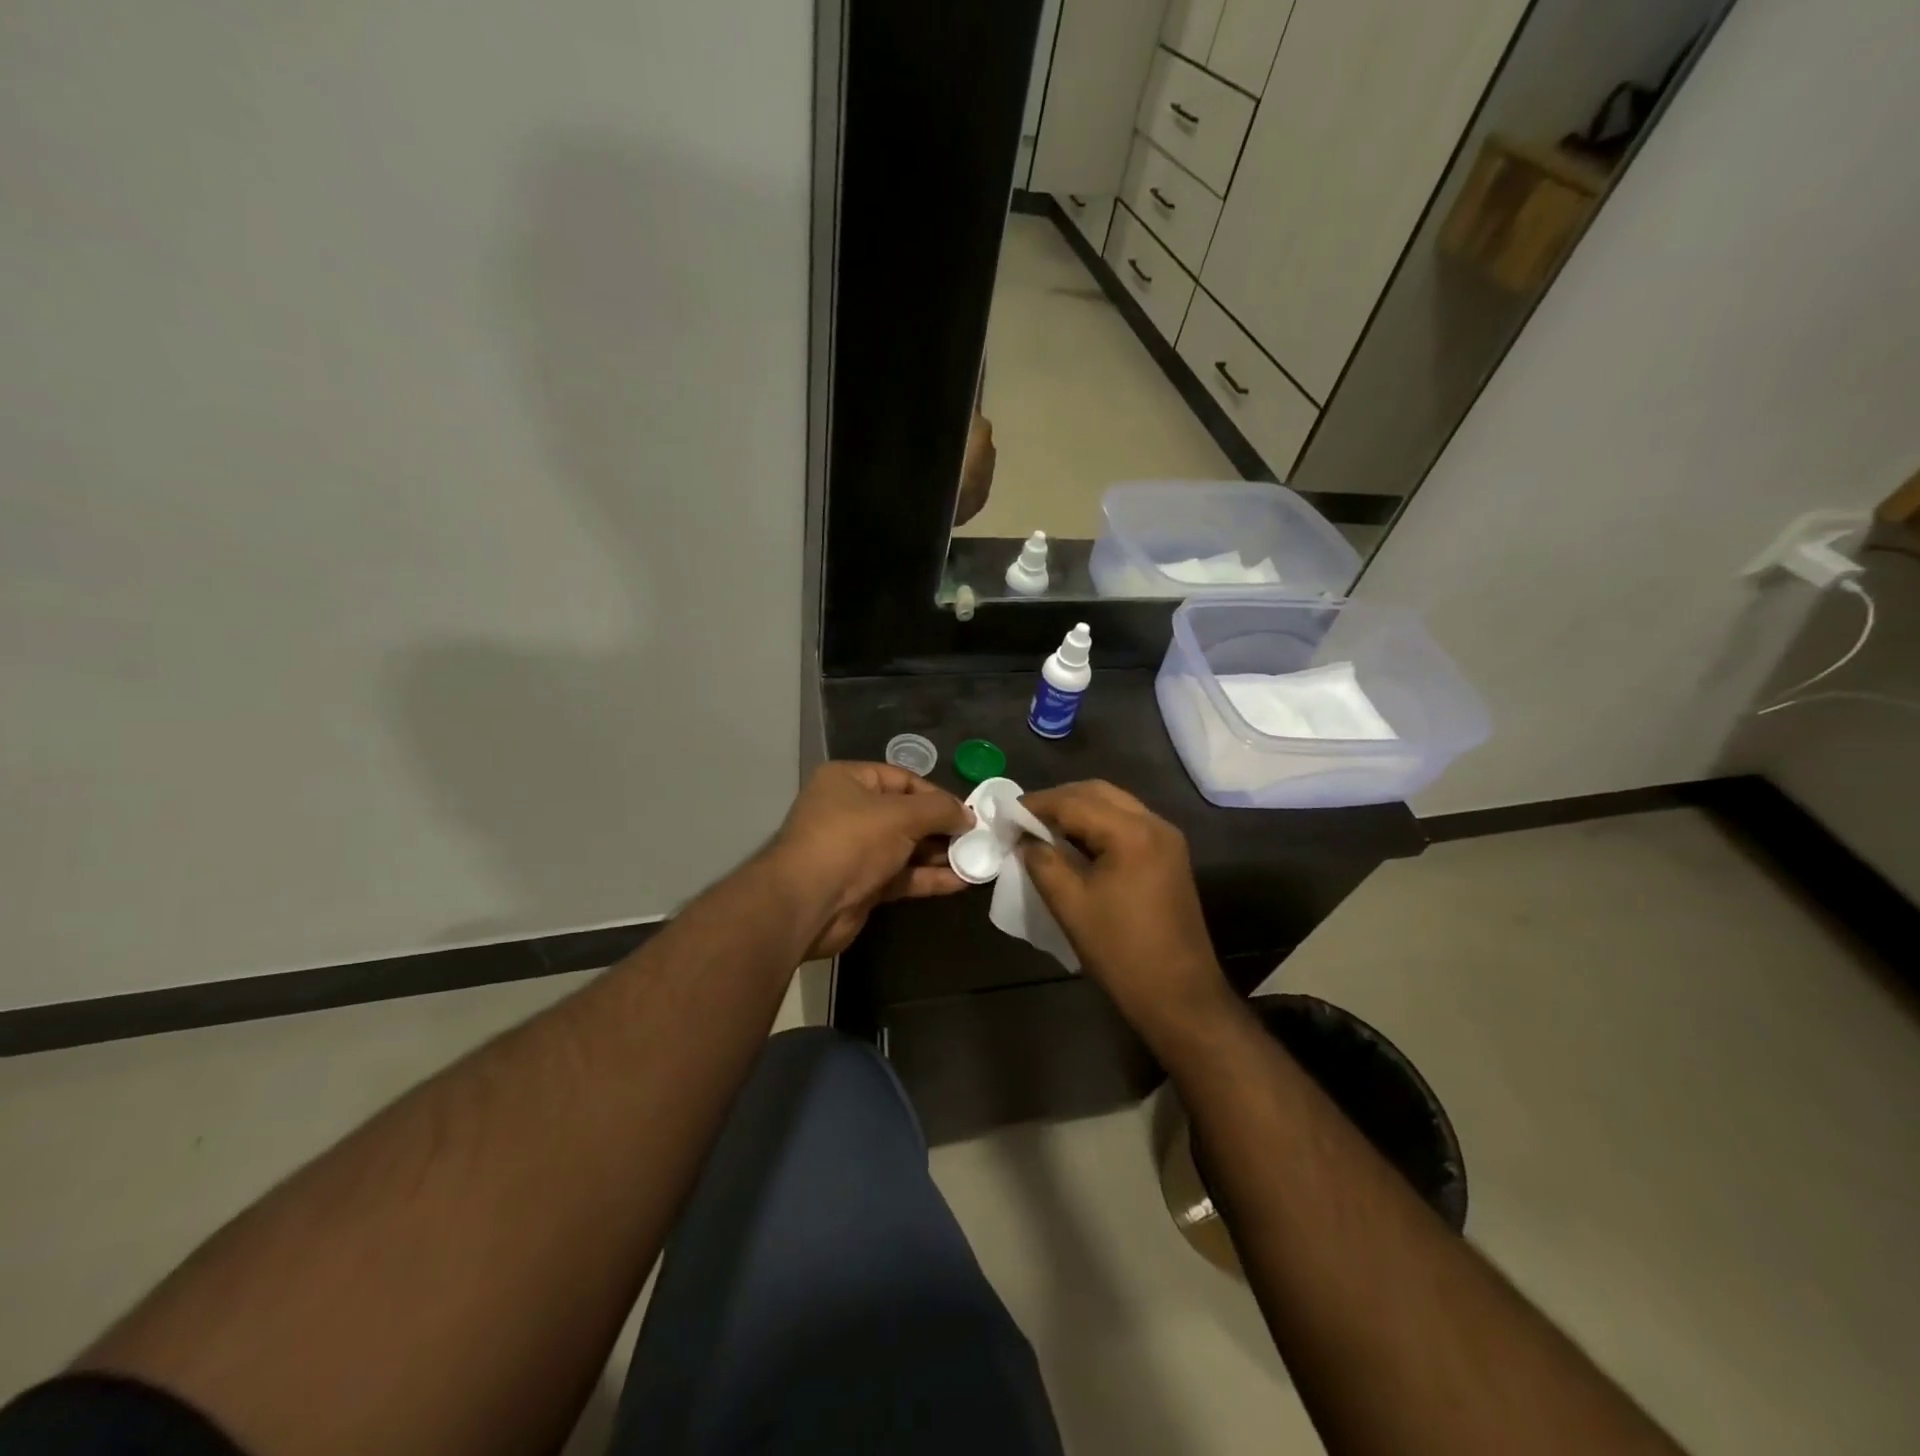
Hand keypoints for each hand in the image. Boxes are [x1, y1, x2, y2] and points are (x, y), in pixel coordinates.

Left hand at [769, 762, 973, 958]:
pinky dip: (929, 877)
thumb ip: (939, 810)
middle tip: (977, 837)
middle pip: (906, 814)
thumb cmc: (852, 841)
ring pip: (906, 848)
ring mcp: (855, 851)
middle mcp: (850, 811)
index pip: (902, 779)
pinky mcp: (863, 885)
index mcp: (849, 781)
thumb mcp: (901, 815)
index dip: (936, 794)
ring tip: (977, 859)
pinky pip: (902, 876)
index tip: (967, 811)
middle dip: (942, 826)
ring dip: (940, 854)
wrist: (808, 903)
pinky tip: (961, 882)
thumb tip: (968, 815)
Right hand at [1019, 781, 1233, 1046]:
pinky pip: (1127, 823)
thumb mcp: (1070, 905)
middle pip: (1097, 792)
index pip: (1074, 801)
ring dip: (1078, 810)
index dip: (1036, 804)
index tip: (1006, 814)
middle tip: (1024, 819)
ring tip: (1044, 829)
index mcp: (1131, 832)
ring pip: (1114, 804)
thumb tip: (1025, 839)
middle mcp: (1154, 824)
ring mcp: (1167, 839)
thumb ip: (1042, 862)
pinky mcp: (1169, 855)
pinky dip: (1098, 824)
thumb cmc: (1120, 951)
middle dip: (1058, 800)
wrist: (1179, 995)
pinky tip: (1075, 843)